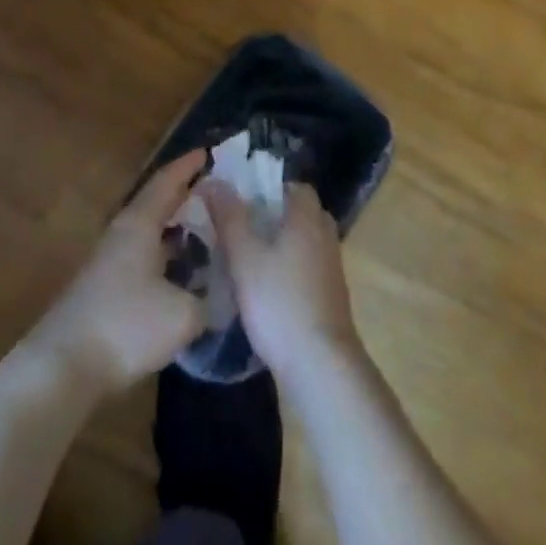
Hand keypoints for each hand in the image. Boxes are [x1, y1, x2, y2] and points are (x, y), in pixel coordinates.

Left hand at [25, 149, 209, 398]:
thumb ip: (209, 300)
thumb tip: (219, 295)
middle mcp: (123, 233)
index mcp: (140, 224)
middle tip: (214, 190)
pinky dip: (164, 254)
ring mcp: (109, 260)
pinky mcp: (104, 288)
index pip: (166, 181)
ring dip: (174, 227)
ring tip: (205, 229)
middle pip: (156, 203)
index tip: (208, 152)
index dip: (188, 166)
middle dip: (184, 194)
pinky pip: (142, 256)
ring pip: (148, 231)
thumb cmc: (125, 327)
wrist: (61, 367)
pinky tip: (180, 271)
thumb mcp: (183, 315)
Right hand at [201, 178, 359, 378]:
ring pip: (303, 241)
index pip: (292, 185)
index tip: (240, 201)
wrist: (320, 364)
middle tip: (239, 229)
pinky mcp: (331, 295)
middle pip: (298, 212)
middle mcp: (325, 233)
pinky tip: (266, 289)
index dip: (266, 188)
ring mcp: (332, 265)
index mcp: (308, 215)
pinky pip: (307, 266)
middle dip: (270, 217)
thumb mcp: (244, 256)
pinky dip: (289, 269)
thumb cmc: (279, 301)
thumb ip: (229, 216)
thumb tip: (213, 180)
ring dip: (279, 245)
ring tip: (246, 259)